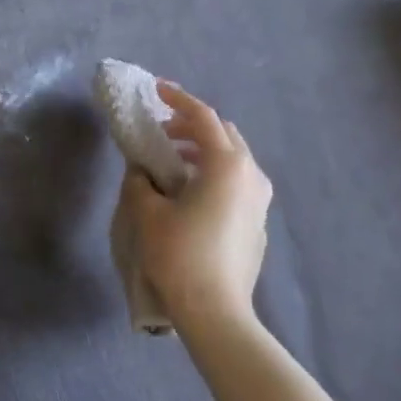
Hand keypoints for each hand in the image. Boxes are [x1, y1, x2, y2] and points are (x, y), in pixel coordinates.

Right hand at [119, 82, 273, 336]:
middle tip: (161, 132)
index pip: (203, 117)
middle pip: (223, 134)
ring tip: (172, 162)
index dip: (178, 99)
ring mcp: (260, 200)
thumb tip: (141, 171)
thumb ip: (140, 181)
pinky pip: (237, 183)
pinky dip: (214, 174)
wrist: (215, 311)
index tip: (157, 89)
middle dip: (191, 126)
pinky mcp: (259, 222)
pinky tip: (191, 194)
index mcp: (226, 164)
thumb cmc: (179, 255)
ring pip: (233, 159)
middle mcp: (251, 174)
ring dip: (203, 151)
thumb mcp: (148, 213)